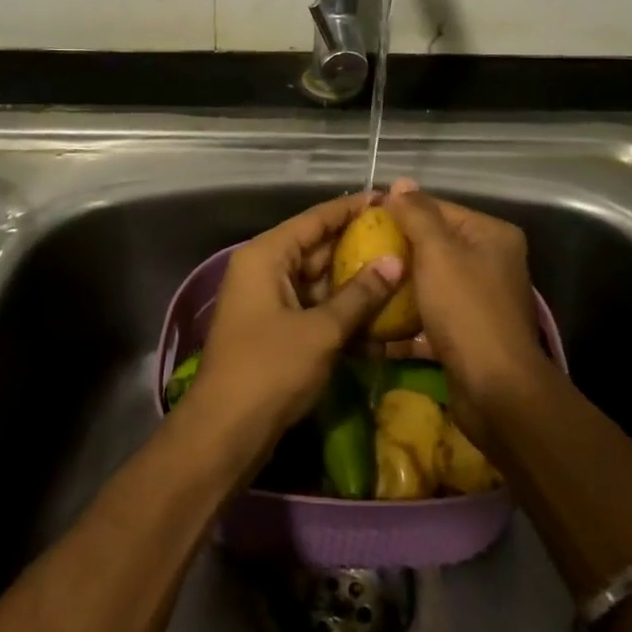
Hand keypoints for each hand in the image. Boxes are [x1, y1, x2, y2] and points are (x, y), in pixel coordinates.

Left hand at [184, 192, 403, 462]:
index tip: (389, 199)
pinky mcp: (278, 330)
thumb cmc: (270, 369)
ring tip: (403, 273)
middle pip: (319, 248)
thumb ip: (360, 294)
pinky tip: (383, 318)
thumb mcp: (322, 330)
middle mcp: (266, 270)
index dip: (352, 209)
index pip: (315, 219)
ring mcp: (271, 301)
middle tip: (405, 239)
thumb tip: (396, 261)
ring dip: (357, 284)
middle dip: (360, 247)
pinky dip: (344, 313)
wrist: (226, 433)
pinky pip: (316, 309)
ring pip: (321, 282)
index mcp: (267, 256)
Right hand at [383, 179, 551, 444]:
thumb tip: (400, 182)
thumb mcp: (438, 253)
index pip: (439, 209)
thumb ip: (418, 214)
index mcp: (491, 235)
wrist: (495, 389)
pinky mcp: (467, 334)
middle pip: (433, 246)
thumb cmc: (466, 310)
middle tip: (355, 254)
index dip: (401, 211)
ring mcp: (480, 300)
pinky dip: (406, 321)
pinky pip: (430, 316)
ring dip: (397, 287)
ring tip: (359, 284)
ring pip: (429, 283)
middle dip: (396, 251)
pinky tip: (372, 324)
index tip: (362, 220)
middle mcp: (491, 262)